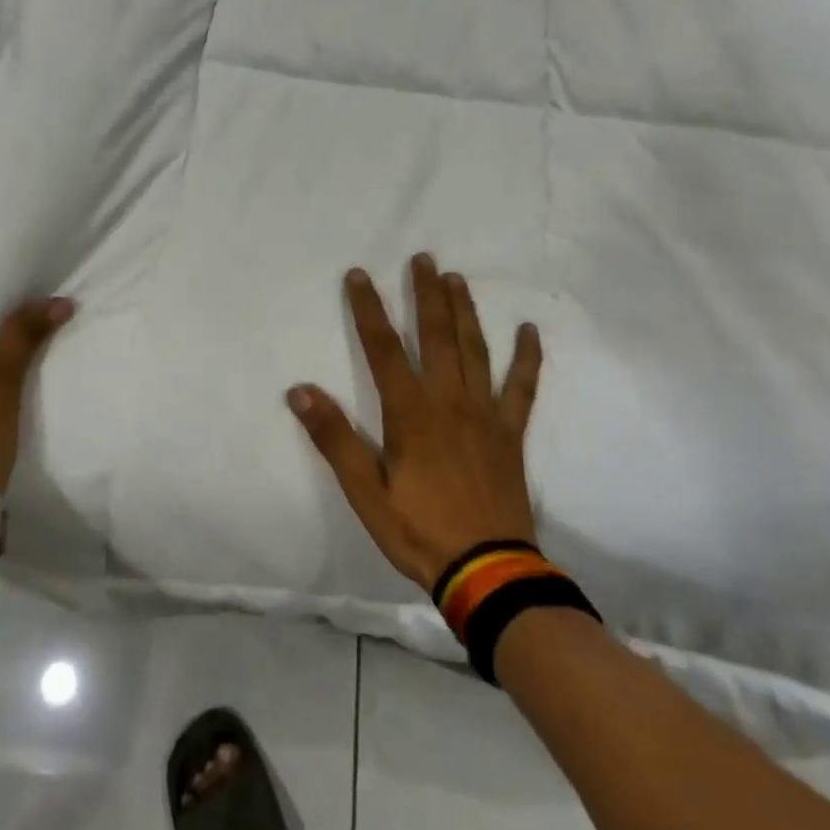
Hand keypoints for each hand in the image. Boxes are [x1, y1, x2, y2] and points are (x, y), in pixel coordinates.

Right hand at [287, 254, 542, 590]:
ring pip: (474, 350)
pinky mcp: (509, 433)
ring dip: (464, 312)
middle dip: (425, 295)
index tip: (359, 275)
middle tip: (422, 258)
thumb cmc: (418, 530)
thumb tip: (300, 391)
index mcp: (410, 413)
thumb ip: (334, 438)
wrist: (486, 570)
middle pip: (435, 336)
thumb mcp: (364, 491)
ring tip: (456, 279)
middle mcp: (448, 401)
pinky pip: (521, 387)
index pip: (382, 348)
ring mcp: (484, 414)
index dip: (368, 309)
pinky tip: (529, 331)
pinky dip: (526, 358)